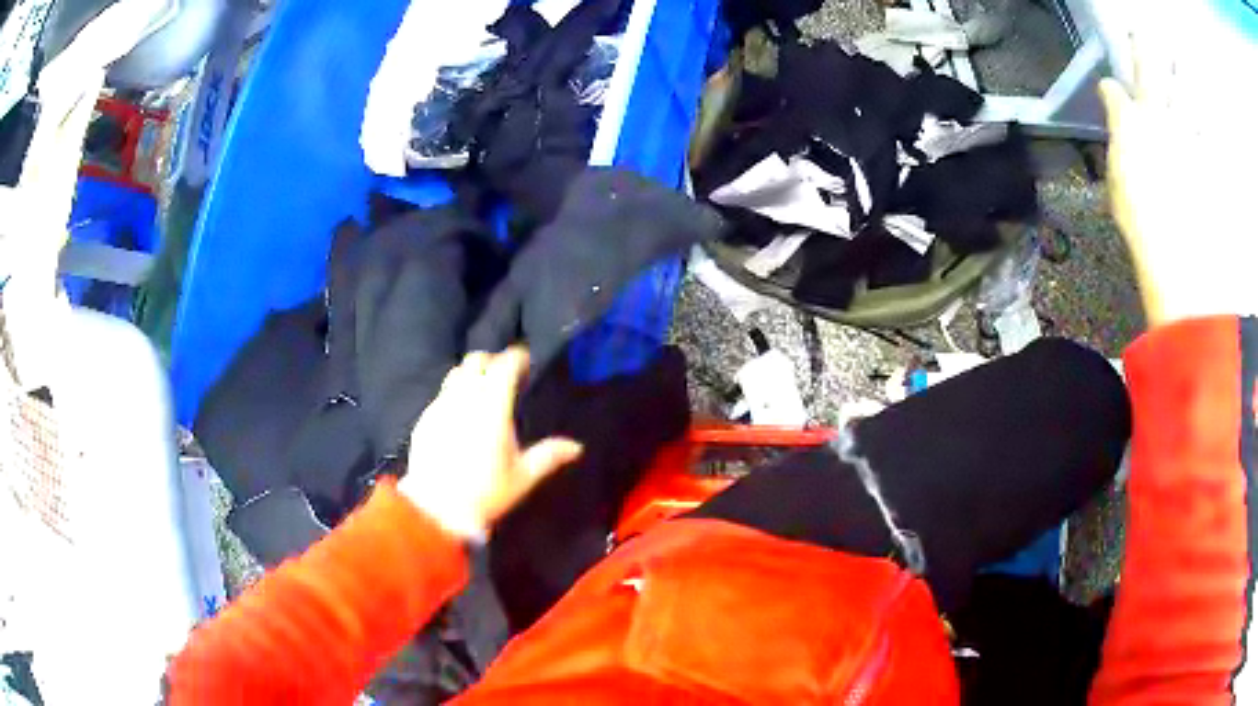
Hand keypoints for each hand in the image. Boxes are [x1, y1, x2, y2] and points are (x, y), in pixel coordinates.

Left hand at [398, 348, 582, 539]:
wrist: (437, 508)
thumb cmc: (486, 492)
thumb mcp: (522, 476)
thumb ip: (549, 456)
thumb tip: (576, 447)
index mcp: (493, 406)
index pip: (504, 365)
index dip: (517, 358)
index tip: (526, 362)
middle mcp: (465, 398)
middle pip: (476, 360)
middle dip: (492, 361)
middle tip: (504, 376)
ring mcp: (441, 406)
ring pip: (456, 374)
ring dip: (471, 374)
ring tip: (481, 392)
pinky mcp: (425, 418)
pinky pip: (442, 395)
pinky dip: (454, 395)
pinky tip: (460, 416)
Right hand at [1099, 18, 1255, 323]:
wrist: (1180, 257)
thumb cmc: (1142, 226)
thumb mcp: (1117, 190)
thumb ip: (1119, 156)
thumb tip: (1120, 143)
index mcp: (1129, 122)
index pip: (1112, 91)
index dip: (1109, 89)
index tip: (1108, 89)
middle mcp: (1156, 115)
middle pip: (1146, 69)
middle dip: (1141, 48)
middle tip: (1139, 31)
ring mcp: (1184, 134)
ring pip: (1183, 91)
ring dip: (1181, 74)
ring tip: (1180, 59)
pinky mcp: (1206, 160)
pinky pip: (1209, 136)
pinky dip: (1209, 127)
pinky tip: (1209, 120)